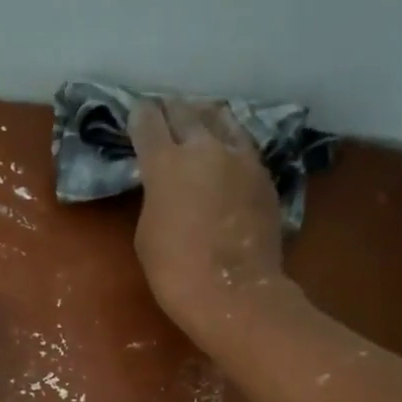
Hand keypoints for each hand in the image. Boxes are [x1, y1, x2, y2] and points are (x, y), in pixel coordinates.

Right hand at [128, 98, 287, 342]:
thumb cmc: (175, 270)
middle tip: (165, 109)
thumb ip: (155, 196)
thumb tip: (167, 185)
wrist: (233, 293)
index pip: (148, 122)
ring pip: (223, 119)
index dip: (140, 115)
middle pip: (186, 111)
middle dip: (172, 109)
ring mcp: (241, 159)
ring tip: (200, 117)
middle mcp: (205, 148)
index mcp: (166, 163)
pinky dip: (230, 141)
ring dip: (206, 116)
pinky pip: (244, 145)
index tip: (137, 113)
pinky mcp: (264, 175)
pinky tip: (227, 149)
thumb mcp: (147, 231)